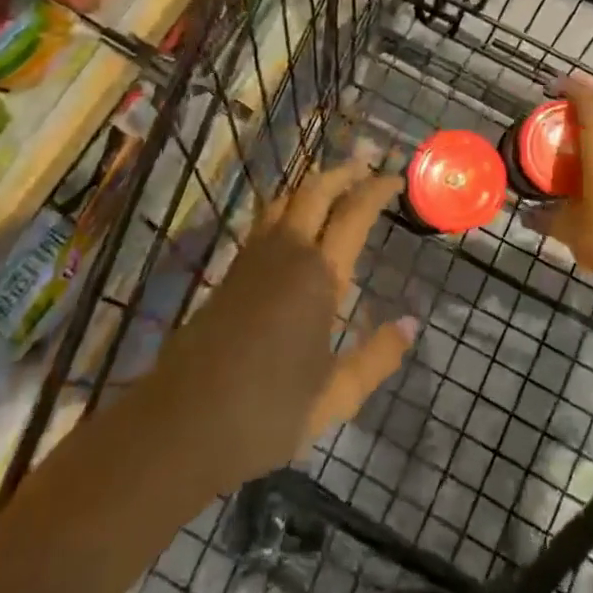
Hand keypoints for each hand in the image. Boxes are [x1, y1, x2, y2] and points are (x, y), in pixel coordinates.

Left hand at [149, 156, 416, 490]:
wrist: (181, 424)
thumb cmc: (266, 412)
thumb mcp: (335, 397)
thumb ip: (377, 356)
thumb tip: (412, 324)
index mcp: (319, 276)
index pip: (354, 213)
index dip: (376, 189)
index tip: (396, 178)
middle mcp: (287, 252)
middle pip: (315, 190)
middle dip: (343, 173)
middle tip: (366, 168)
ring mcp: (254, 258)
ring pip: (286, 198)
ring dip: (313, 184)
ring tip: (333, 185)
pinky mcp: (232, 271)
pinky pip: (267, 219)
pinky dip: (290, 205)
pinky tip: (295, 224)